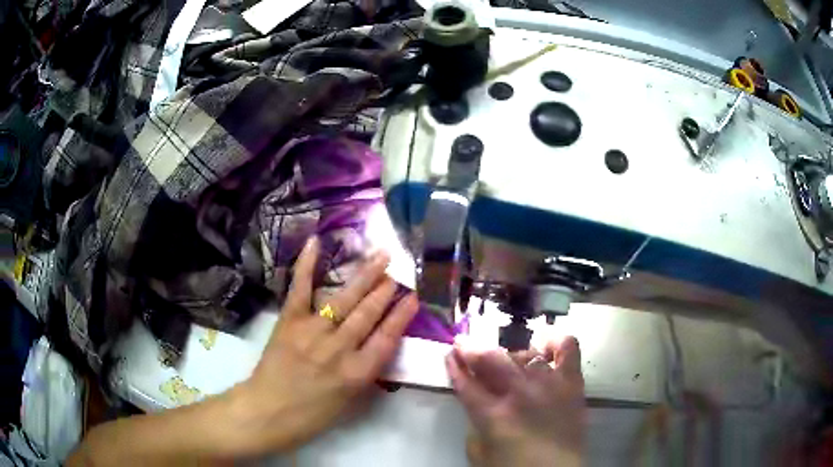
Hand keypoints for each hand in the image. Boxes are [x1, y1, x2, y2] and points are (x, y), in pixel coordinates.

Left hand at [231, 236, 418, 454]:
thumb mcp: (351, 402)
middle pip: (368, 313)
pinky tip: (316, 242)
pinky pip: (300, 289)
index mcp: (358, 372)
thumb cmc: (313, 414)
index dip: (402, 315)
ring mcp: (313, 331)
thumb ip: (368, 374)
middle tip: (399, 271)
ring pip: (344, 299)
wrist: (268, 411)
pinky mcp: (289, 321)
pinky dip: (307, 265)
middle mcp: (339, 348)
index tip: (415, 297)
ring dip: (365, 275)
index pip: (387, 337)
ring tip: (381, 255)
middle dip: (386, 290)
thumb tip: (381, 348)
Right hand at [446, 337, 585, 466]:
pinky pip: (567, 348)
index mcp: (493, 415)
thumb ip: (475, 424)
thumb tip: (478, 400)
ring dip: (508, 354)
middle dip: (472, 349)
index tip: (450, 355)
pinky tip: (543, 345)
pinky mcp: (572, 383)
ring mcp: (549, 384)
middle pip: (491, 359)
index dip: (454, 367)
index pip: (466, 383)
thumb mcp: (480, 451)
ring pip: (523, 353)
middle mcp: (520, 394)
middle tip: (465, 345)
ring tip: (506, 361)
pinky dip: (554, 341)